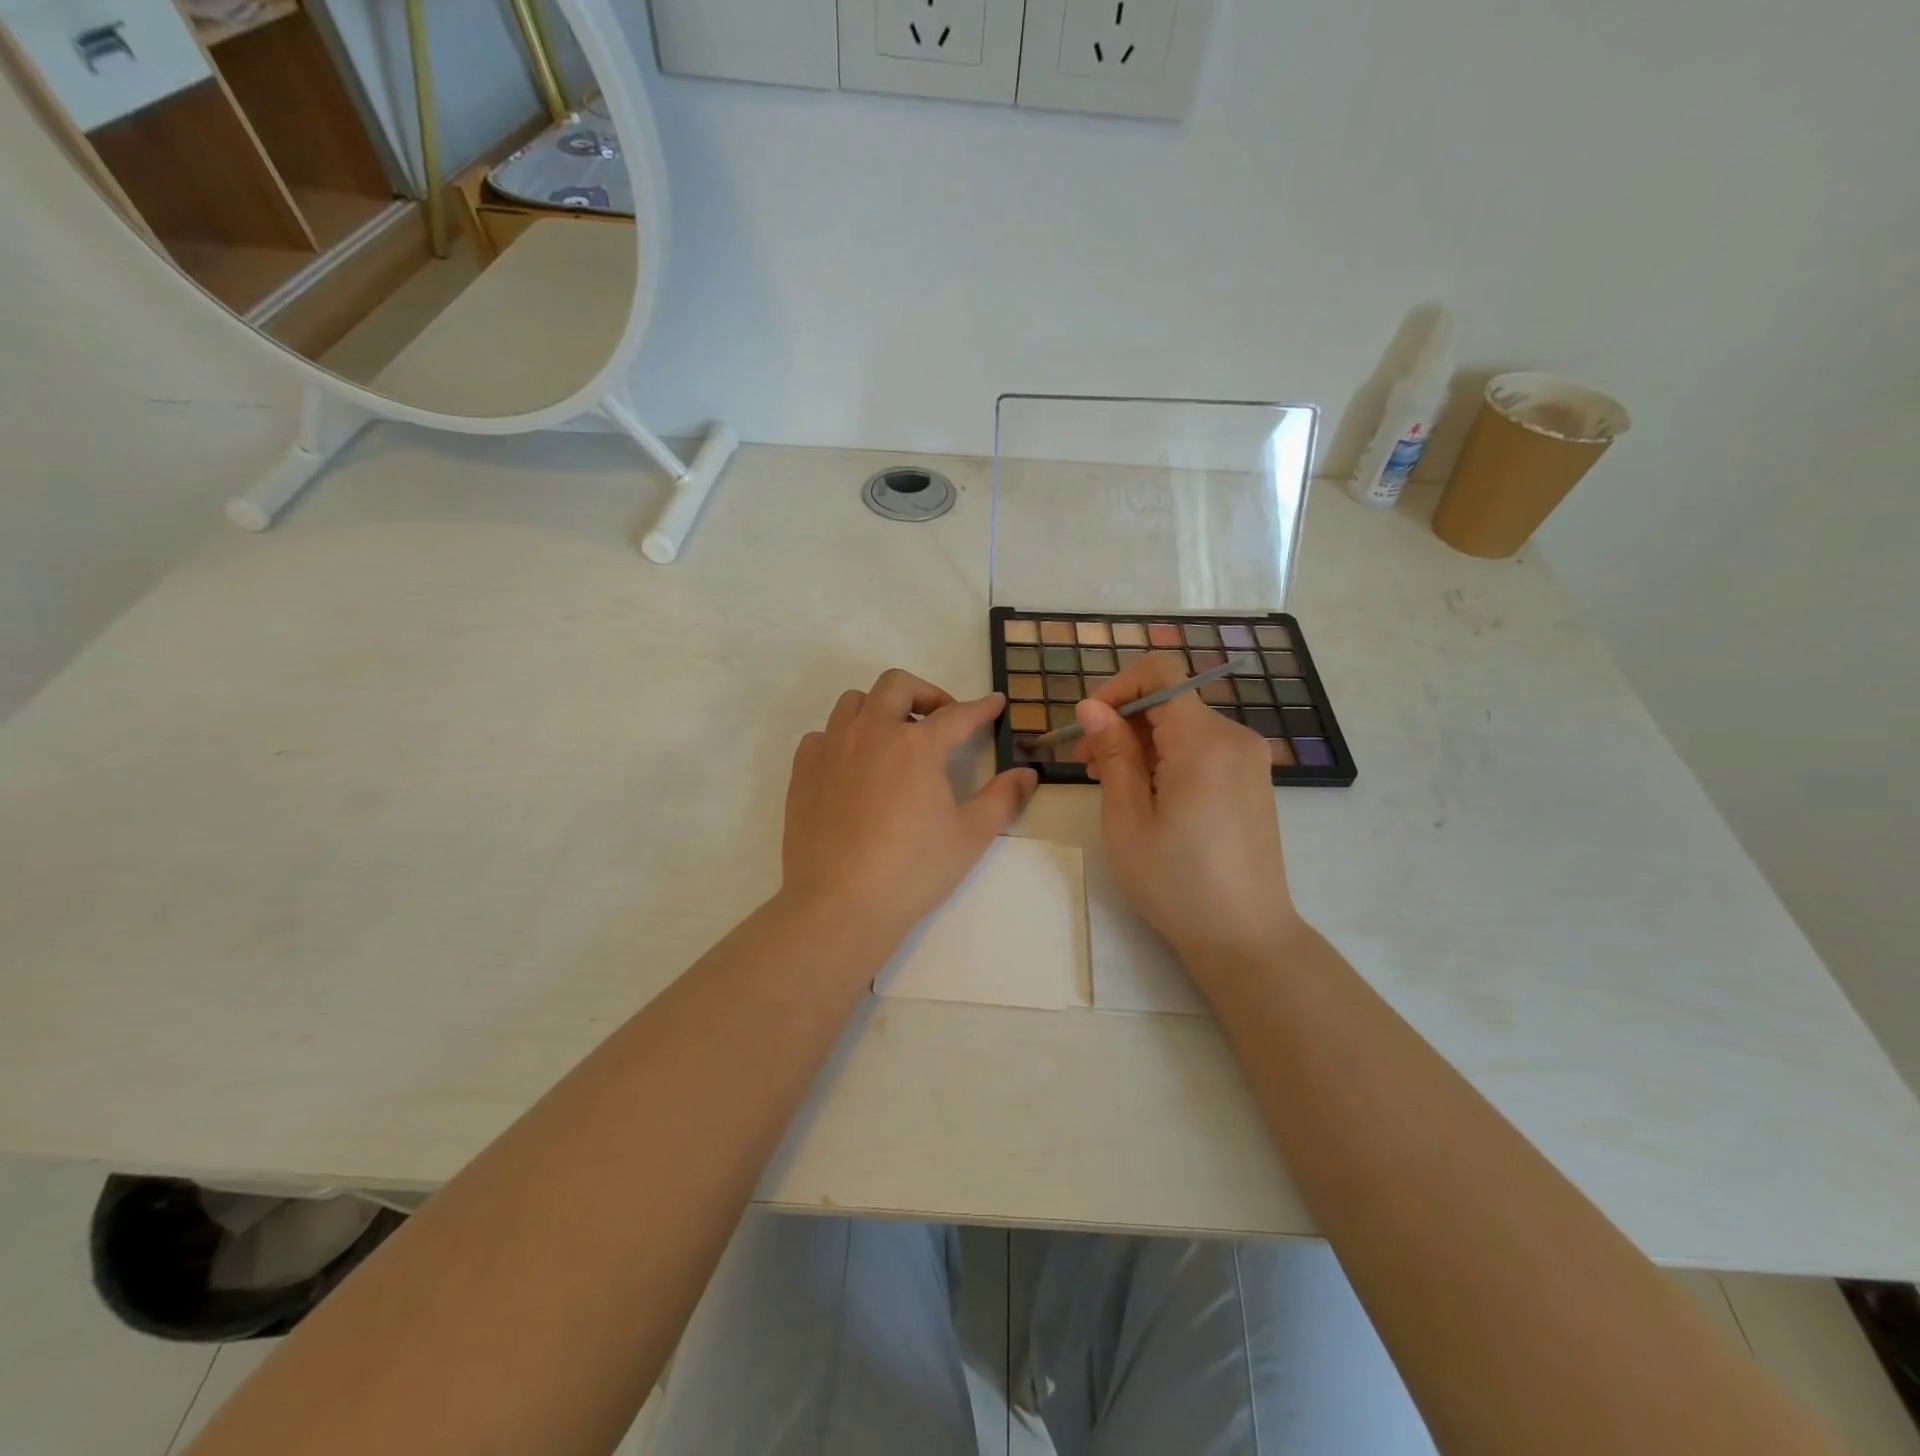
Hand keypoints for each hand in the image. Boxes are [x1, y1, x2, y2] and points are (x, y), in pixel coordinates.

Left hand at [781, 669, 1037, 948]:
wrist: (839, 905)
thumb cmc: (912, 871)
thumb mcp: (970, 837)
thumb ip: (1003, 799)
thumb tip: (1027, 773)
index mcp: (916, 746)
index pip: (957, 714)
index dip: (981, 707)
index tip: (994, 703)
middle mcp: (872, 733)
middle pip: (897, 685)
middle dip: (925, 693)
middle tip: (940, 720)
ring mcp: (831, 749)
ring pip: (854, 702)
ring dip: (880, 709)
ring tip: (894, 739)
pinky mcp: (803, 771)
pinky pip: (822, 735)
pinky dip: (842, 738)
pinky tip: (853, 767)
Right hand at [1070, 653, 1299, 969]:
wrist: (1244, 936)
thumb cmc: (1175, 882)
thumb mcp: (1128, 819)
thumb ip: (1113, 753)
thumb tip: (1092, 705)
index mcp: (1204, 742)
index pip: (1161, 673)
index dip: (1118, 686)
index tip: (1089, 722)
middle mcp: (1235, 738)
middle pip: (1170, 701)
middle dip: (1123, 720)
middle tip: (1085, 762)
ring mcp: (1249, 758)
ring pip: (1184, 725)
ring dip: (1142, 741)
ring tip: (1108, 781)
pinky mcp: (1252, 779)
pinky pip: (1203, 747)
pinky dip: (1169, 756)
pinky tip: (1146, 793)